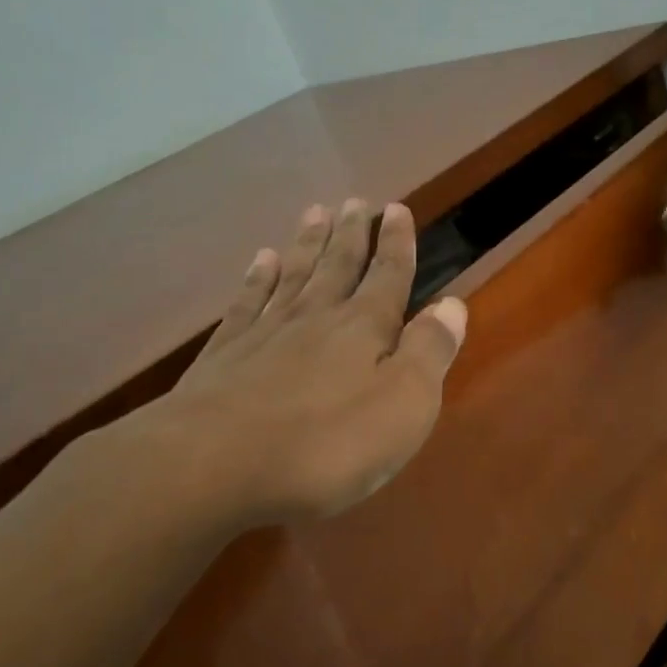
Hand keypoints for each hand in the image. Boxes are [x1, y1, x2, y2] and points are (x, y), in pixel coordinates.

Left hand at [99, 198, 466, 527]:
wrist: (213, 465)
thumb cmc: (326, 445)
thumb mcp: (403, 406)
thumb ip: (429, 352)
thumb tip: (453, 304)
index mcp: (364, 329)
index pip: (388, 276)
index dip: (397, 243)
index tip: (397, 209)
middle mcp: (316, 317)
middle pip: (338, 265)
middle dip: (352, 234)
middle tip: (356, 201)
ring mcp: (265, 332)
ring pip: (294, 274)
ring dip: (308, 243)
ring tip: (317, 212)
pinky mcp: (223, 354)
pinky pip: (247, 302)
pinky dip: (257, 278)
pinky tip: (260, 260)